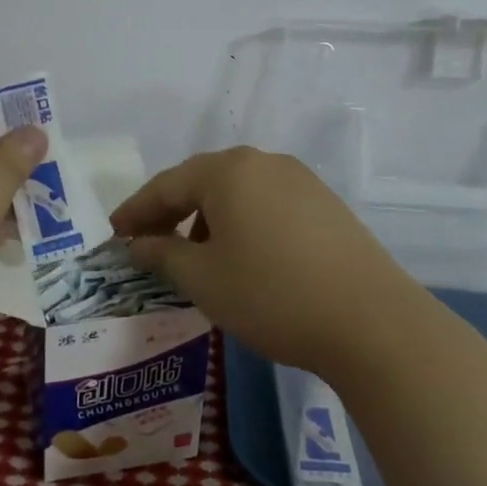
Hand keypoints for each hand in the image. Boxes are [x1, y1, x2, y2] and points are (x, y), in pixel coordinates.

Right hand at [109, 148, 428, 373]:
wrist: (373, 322)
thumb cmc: (271, 295)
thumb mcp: (203, 279)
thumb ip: (162, 254)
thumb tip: (139, 244)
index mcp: (227, 171)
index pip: (166, 185)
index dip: (135, 211)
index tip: (114, 235)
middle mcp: (263, 163)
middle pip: (201, 182)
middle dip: (170, 212)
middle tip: (146, 242)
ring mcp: (300, 180)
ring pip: (237, 192)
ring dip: (206, 218)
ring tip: (195, 254)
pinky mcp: (326, 204)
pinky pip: (266, 204)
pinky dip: (242, 223)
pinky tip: (242, 255)